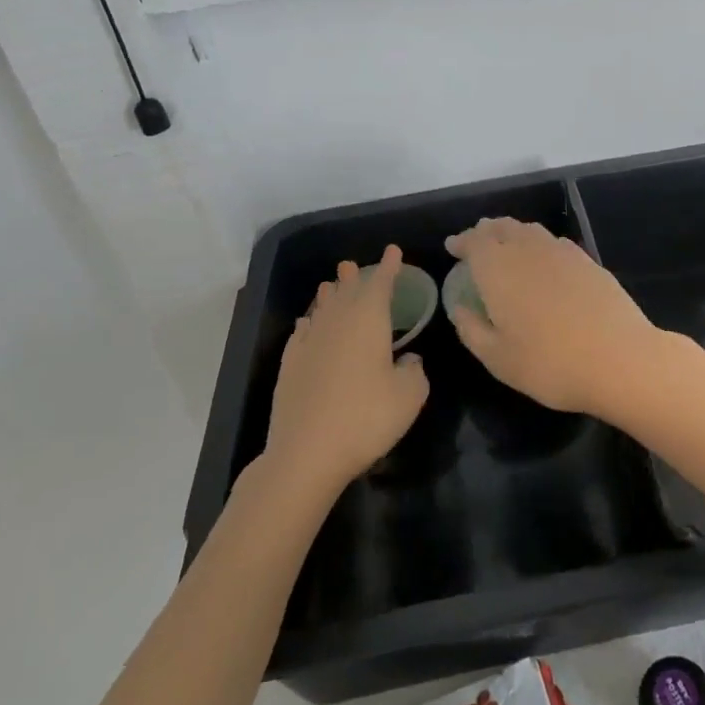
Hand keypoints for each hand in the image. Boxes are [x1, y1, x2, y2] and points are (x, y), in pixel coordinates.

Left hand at [264, 246, 429, 496]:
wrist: (307, 453)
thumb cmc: (367, 418)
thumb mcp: (409, 396)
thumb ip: (415, 370)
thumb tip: (409, 359)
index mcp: (369, 322)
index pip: (381, 285)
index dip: (389, 267)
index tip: (393, 251)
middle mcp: (337, 324)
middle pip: (346, 292)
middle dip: (354, 277)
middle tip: (353, 264)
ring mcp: (310, 344)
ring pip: (321, 309)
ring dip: (329, 295)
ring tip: (331, 285)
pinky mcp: (290, 366)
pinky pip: (302, 333)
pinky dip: (308, 324)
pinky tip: (307, 325)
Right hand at [444, 218, 665, 417]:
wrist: (620, 358)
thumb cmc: (550, 364)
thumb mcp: (498, 359)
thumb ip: (472, 329)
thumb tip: (461, 308)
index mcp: (499, 269)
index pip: (475, 241)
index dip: (462, 241)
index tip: (453, 247)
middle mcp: (528, 250)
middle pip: (503, 228)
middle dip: (486, 232)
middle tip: (476, 242)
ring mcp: (562, 252)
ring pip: (530, 230)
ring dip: (512, 233)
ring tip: (506, 246)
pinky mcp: (588, 261)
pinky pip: (554, 241)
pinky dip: (540, 243)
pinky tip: (543, 259)